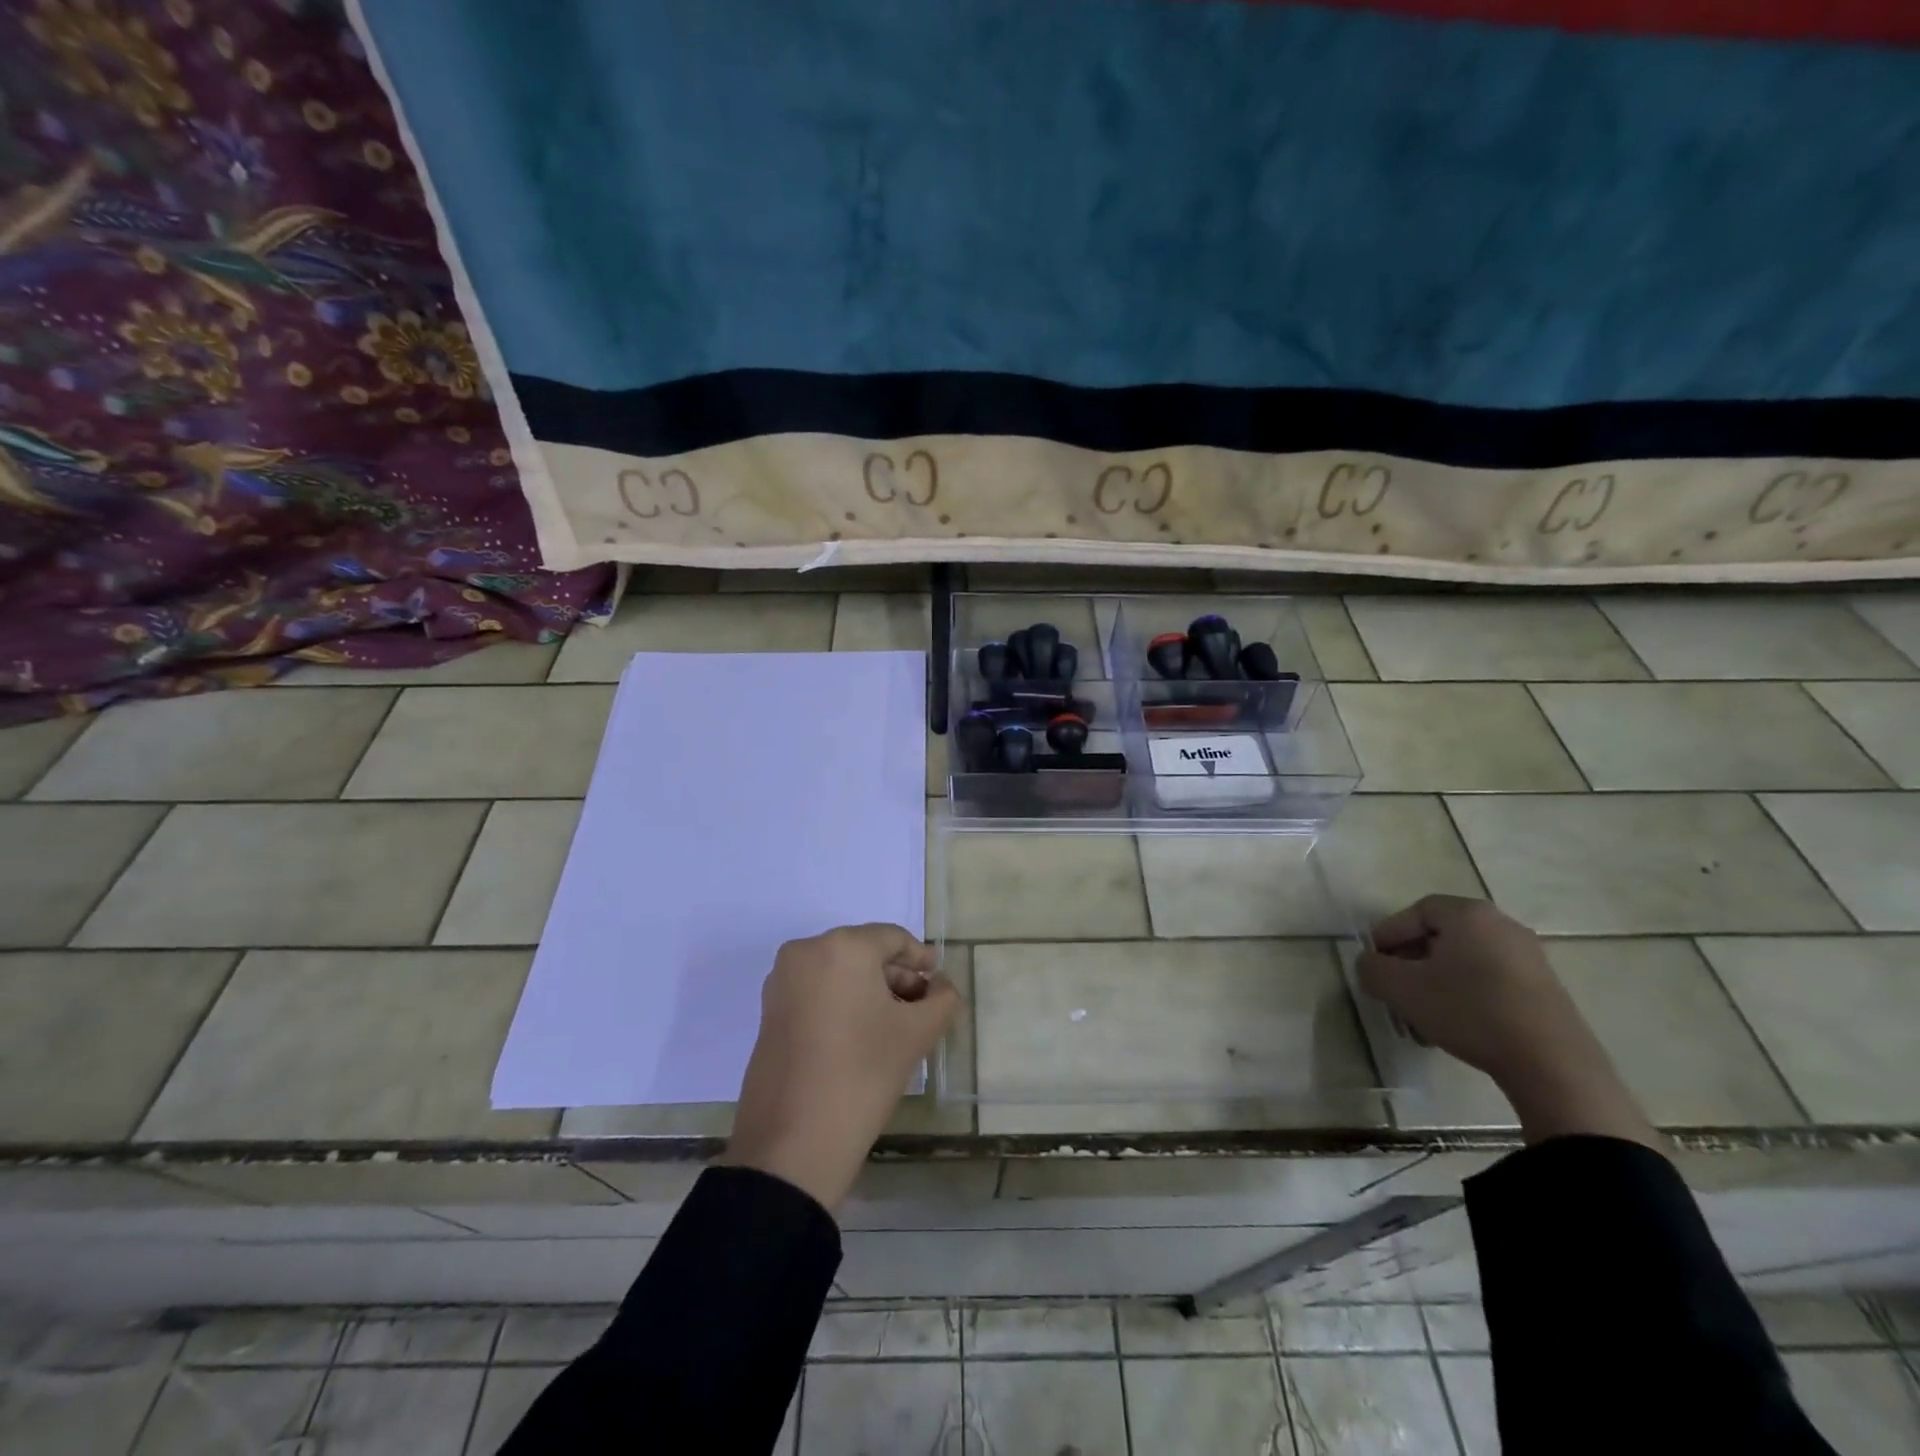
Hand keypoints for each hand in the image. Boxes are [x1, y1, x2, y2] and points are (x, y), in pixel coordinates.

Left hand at [721, 924, 960, 1212]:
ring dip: (870, 991)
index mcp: (842, 947)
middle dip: (896, 977)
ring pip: (839, 973)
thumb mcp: (916, 1035)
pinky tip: (863, 1035)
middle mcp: (806, 952)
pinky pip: (816, 992)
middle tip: (923, 1007)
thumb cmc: (862, 1075)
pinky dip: (842, 1003)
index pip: (892, 938)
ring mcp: (782, 982)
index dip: (920, 958)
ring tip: (896, 1025)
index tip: (938, 980)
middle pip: (864, 953)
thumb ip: (941, 1000)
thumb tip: (941, 986)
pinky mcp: (769, 1012)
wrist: (793, 1144)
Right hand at [1355, 895, 1656, 1147]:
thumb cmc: (1469, 1011)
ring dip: (1435, 985)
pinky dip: (1465, 997)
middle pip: (1440, 937)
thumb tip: (1371, 964)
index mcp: (1469, 914)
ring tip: (1420, 1018)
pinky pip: (1490, 981)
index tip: (1374, 963)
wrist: (1552, 1064)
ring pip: (1463, 963)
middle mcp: (1502, 925)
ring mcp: (1529, 958)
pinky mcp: (1545, 989)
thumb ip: (1372, 968)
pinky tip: (1454, 1027)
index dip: (1388, 935)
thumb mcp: (1401, 989)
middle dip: (1410, 964)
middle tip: (1394, 991)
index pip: (1415, 912)